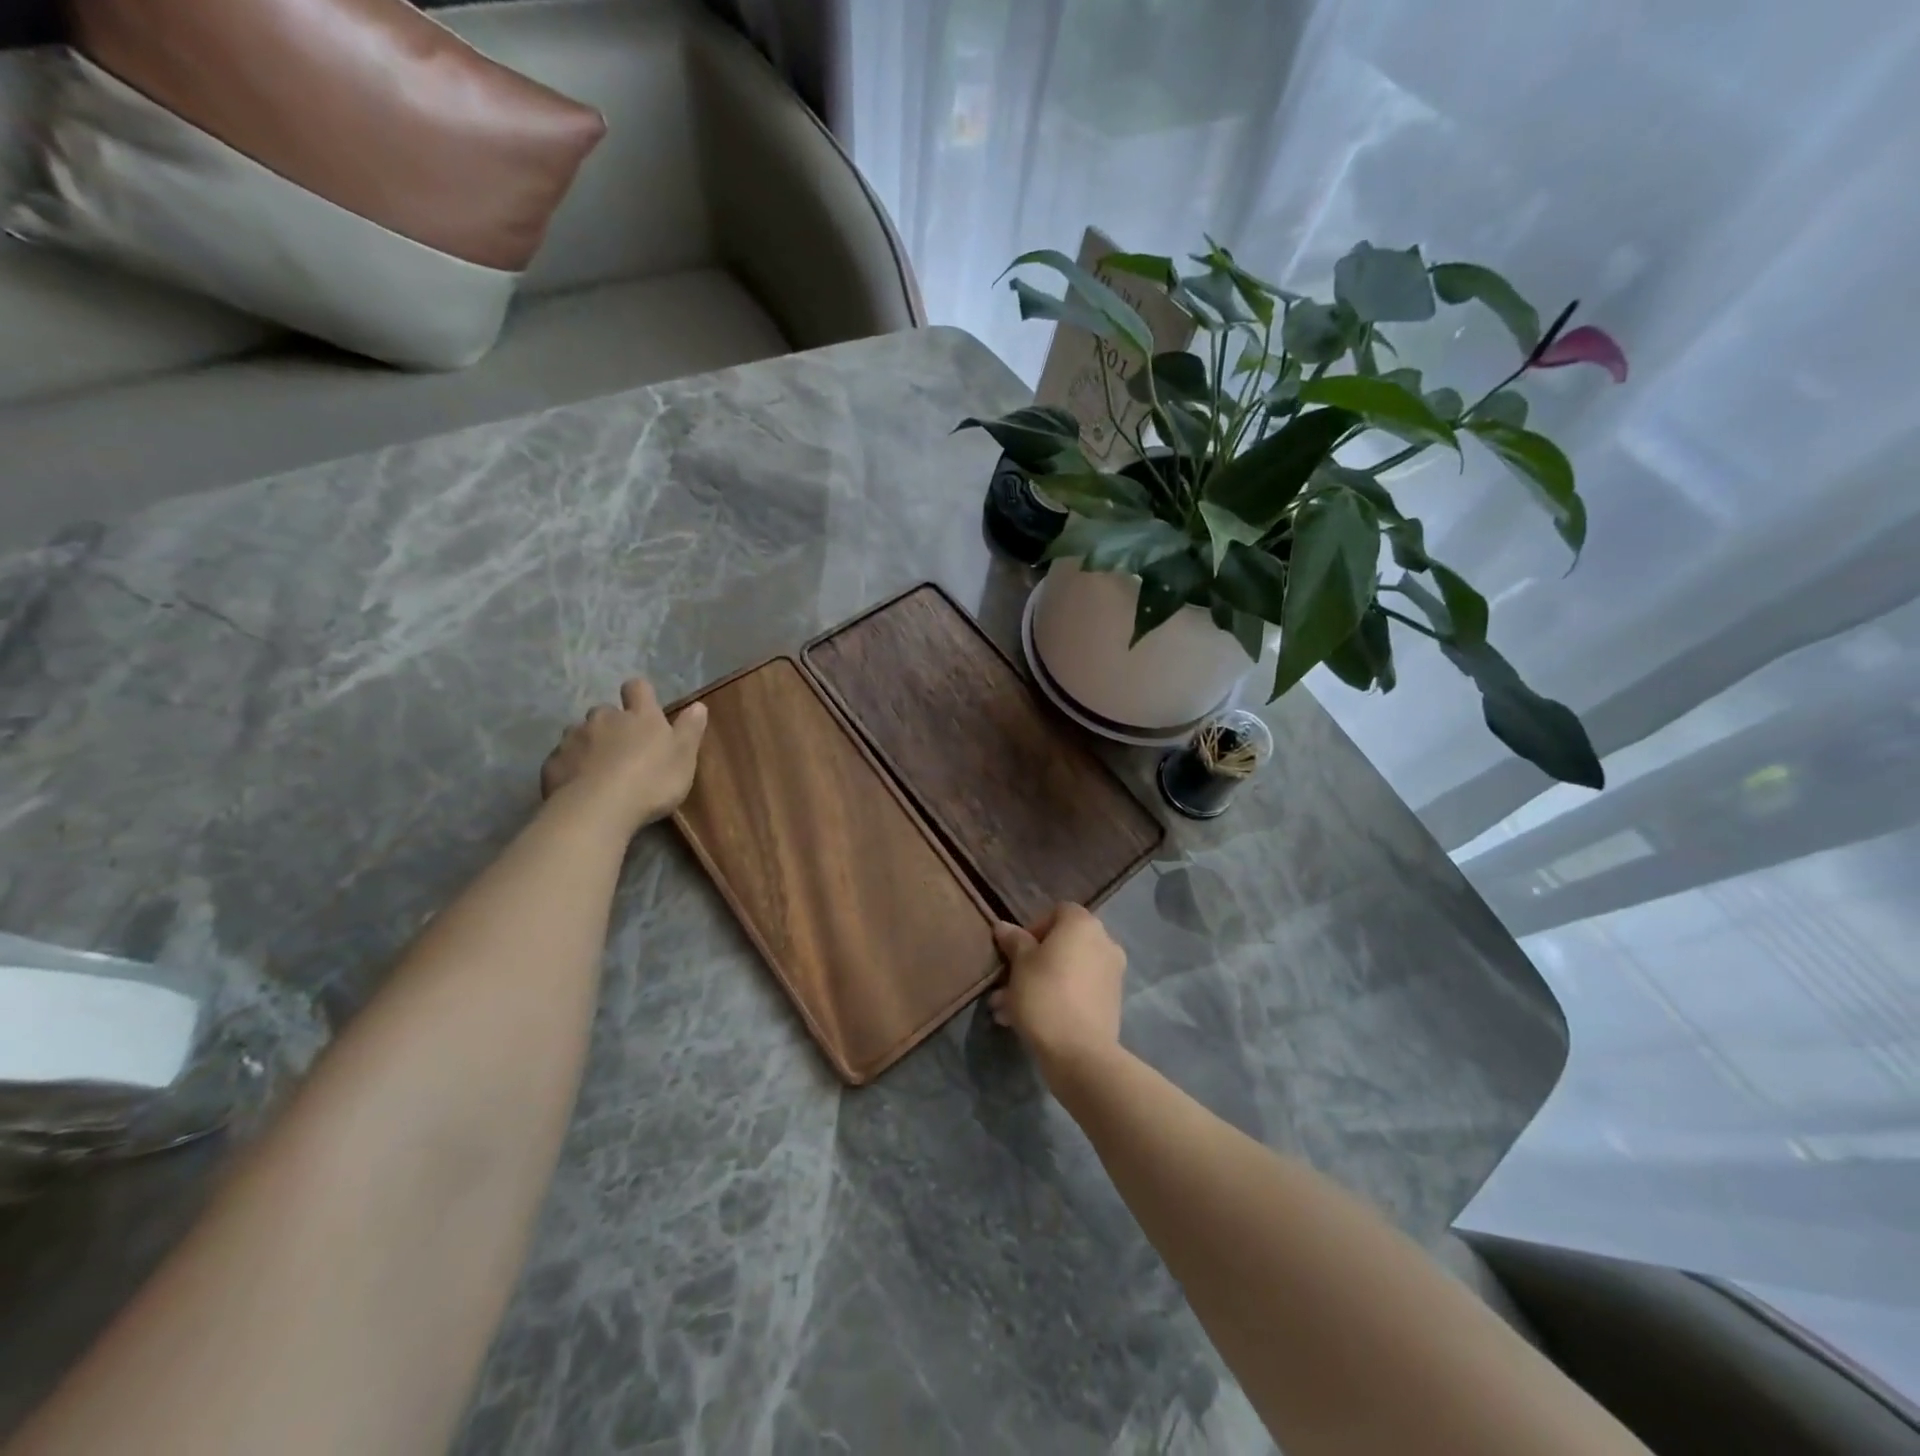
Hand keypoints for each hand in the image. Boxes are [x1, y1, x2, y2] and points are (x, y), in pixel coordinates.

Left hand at [540, 680, 707, 832]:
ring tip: (598, 770)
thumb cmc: (651, 781)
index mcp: (640, 716)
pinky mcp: (553, 763)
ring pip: (580, 733)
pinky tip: (579, 787)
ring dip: (589, 744)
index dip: (639, 693)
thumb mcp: (684, 757)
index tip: (644, 706)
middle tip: (623, 749)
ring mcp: (574, 738)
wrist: (598, 809)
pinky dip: (570, 767)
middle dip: (612, 724)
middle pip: (605, 711)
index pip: (638, 688)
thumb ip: (690, 729)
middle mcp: (604, 718)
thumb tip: (698, 705)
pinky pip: (562, 758)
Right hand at [988, 903, 1126, 1084]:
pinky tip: (1027, 1022)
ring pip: (1067, 971)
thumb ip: (1014, 941)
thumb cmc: (1045, 995)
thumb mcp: (1020, 964)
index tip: (1015, 952)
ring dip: (1038, 984)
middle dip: (1032, 962)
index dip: (1033, 928)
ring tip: (1006, 1010)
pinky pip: (1078, 991)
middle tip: (1006, 983)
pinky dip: (1057, 998)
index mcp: (1083, 925)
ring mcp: (1111, 974)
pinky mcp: (1111, 1003)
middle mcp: (1104, 943)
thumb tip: (1004, 927)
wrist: (1080, 1053)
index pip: (1057, 912)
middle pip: (1062, 944)